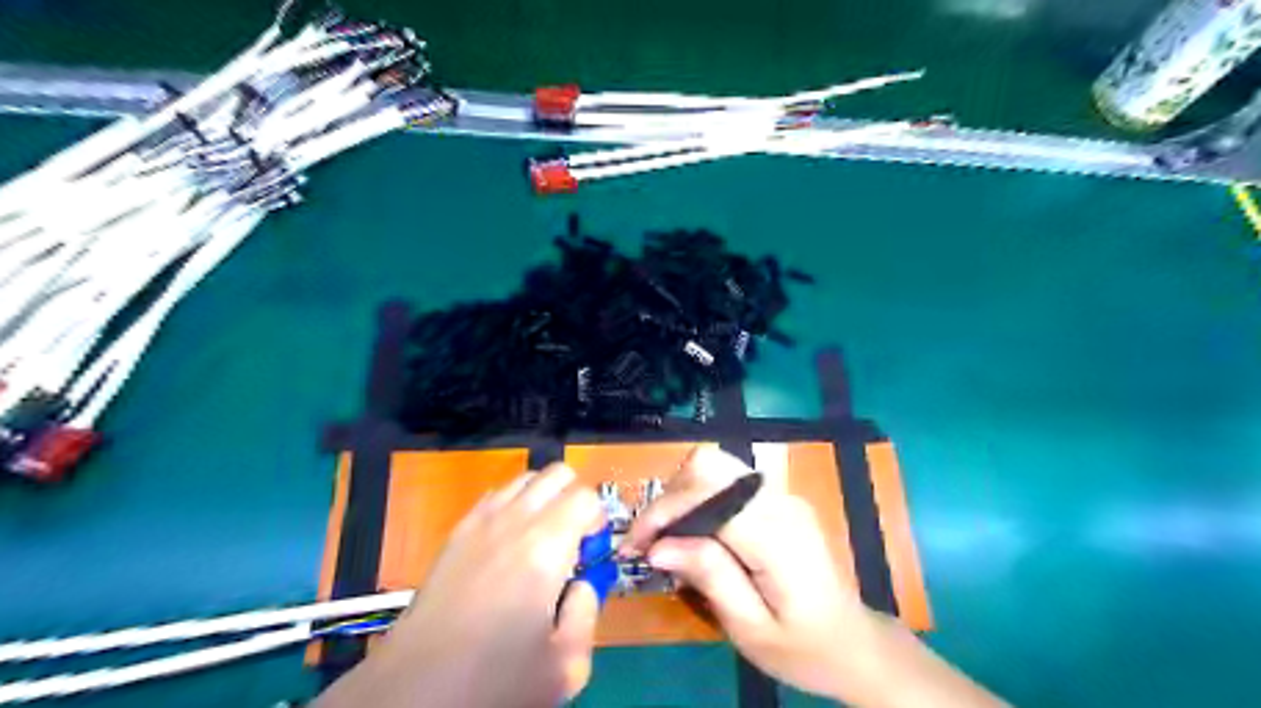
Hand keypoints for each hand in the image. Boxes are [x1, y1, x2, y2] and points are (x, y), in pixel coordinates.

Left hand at [320, 465, 605, 707]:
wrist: (415, 689)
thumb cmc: (496, 679)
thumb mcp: (566, 664)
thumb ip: (588, 611)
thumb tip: (583, 584)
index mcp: (546, 546)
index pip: (586, 497)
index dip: (598, 520)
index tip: (592, 551)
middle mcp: (514, 520)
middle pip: (557, 474)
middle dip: (574, 498)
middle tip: (573, 540)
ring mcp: (480, 522)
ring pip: (525, 479)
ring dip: (543, 498)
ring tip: (541, 540)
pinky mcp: (455, 533)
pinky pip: (494, 496)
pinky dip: (512, 506)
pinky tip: (507, 544)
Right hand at [619, 446, 879, 699]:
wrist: (853, 644)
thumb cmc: (803, 647)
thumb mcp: (750, 628)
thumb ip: (709, 577)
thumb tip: (658, 546)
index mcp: (776, 533)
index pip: (707, 495)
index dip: (662, 512)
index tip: (633, 546)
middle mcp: (779, 500)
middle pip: (710, 465)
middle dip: (669, 497)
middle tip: (648, 541)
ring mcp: (781, 495)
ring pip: (715, 467)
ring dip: (681, 495)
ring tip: (663, 538)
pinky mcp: (777, 500)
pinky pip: (727, 482)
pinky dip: (698, 499)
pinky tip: (690, 533)